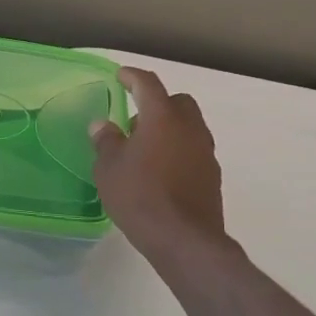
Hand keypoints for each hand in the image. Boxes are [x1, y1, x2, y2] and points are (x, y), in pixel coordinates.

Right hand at [91, 67, 234, 269]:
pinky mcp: (212, 177)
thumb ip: (106, 141)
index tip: (121, 75)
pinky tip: (160, 172)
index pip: (148, 84)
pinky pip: (193, 151)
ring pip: (189, 127)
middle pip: (177, 102)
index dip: (133, 77)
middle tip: (134, 119)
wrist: (184, 240)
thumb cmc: (140, 196)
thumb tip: (103, 125)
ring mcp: (205, 153)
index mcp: (162, 117)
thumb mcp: (109, 168)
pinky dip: (178, 151)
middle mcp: (189, 128)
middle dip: (157, 103)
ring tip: (145, 149)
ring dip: (169, 129)